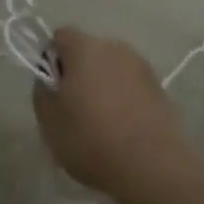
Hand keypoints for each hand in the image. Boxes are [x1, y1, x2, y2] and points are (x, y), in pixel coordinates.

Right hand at [33, 29, 199, 201]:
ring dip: (104, 86)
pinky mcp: (160, 89)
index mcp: (85, 48)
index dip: (52, 60)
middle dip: (79, 73)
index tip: (54, 90)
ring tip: (102, 123)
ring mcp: (142, 67)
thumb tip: (49, 79)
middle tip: (74, 109)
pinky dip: (125, 100)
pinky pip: (132, 87)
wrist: (153, 166)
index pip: (61, 37)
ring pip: (112, 69)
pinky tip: (123, 130)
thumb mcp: (49, 120)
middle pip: (89, 51)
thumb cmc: (92, 139)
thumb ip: (42, 91)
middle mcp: (115, 48)